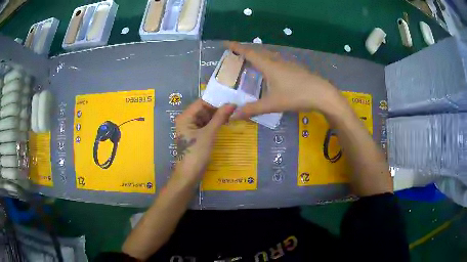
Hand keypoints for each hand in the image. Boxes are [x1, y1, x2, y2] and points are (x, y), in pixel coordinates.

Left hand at [173, 99, 235, 183]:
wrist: (189, 174)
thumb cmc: (197, 153)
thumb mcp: (209, 134)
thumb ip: (220, 117)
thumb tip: (232, 104)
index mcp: (185, 117)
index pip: (202, 102)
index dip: (216, 100)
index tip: (231, 99)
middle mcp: (187, 120)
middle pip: (204, 109)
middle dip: (218, 109)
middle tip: (235, 107)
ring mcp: (191, 128)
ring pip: (206, 118)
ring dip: (218, 117)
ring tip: (233, 113)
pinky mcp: (196, 136)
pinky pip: (206, 126)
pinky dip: (215, 124)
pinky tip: (226, 123)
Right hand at [226, 41, 343, 118]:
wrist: (322, 94)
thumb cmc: (296, 96)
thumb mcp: (272, 104)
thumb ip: (252, 109)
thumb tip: (232, 116)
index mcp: (269, 66)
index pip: (249, 53)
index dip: (237, 47)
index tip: (226, 43)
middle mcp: (277, 61)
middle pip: (258, 52)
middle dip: (245, 51)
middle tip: (236, 53)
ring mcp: (288, 63)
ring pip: (268, 55)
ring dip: (258, 55)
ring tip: (250, 60)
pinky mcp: (295, 68)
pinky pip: (276, 60)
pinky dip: (268, 61)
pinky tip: (270, 70)